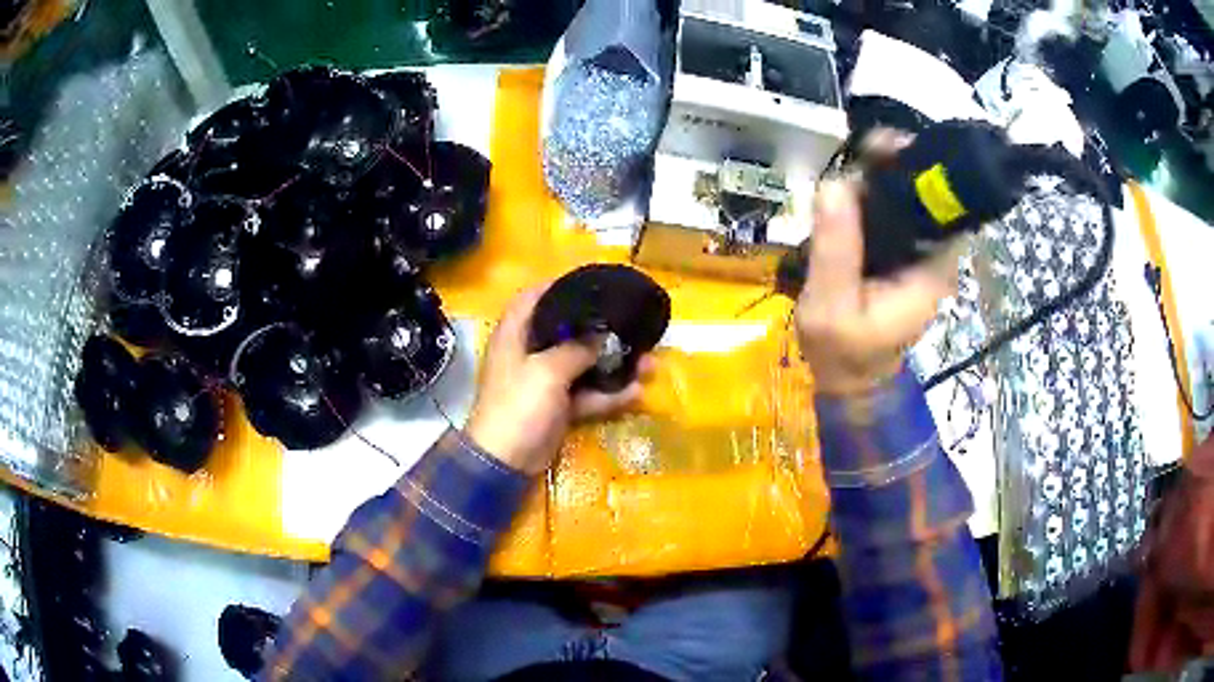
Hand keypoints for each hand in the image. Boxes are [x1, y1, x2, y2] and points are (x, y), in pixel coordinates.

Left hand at [465, 286, 650, 474]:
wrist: (506, 462)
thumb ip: (577, 348)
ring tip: (649, 362)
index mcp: (515, 335)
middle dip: (599, 328)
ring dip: (613, 365)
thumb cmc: (519, 406)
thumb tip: (603, 335)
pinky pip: (587, 394)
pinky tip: (637, 393)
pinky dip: (609, 395)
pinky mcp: (558, 407)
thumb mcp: (547, 371)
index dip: (558, 287)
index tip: (591, 284)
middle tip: (630, 322)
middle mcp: (529, 353)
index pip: (532, 298)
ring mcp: (545, 382)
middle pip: (565, 331)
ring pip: (583, 365)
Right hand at [795, 178, 962, 395]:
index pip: (942, 201)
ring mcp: (918, 252)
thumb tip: (834, 183)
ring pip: (905, 197)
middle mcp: (934, 254)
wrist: (848, 379)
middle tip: (854, 159)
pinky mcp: (900, 253)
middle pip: (924, 191)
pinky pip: (891, 212)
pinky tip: (844, 196)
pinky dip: (869, 196)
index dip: (916, 166)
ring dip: (875, 179)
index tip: (879, 149)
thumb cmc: (843, 350)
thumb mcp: (831, 306)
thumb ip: (836, 249)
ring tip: (841, 182)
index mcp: (932, 267)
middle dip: (891, 166)